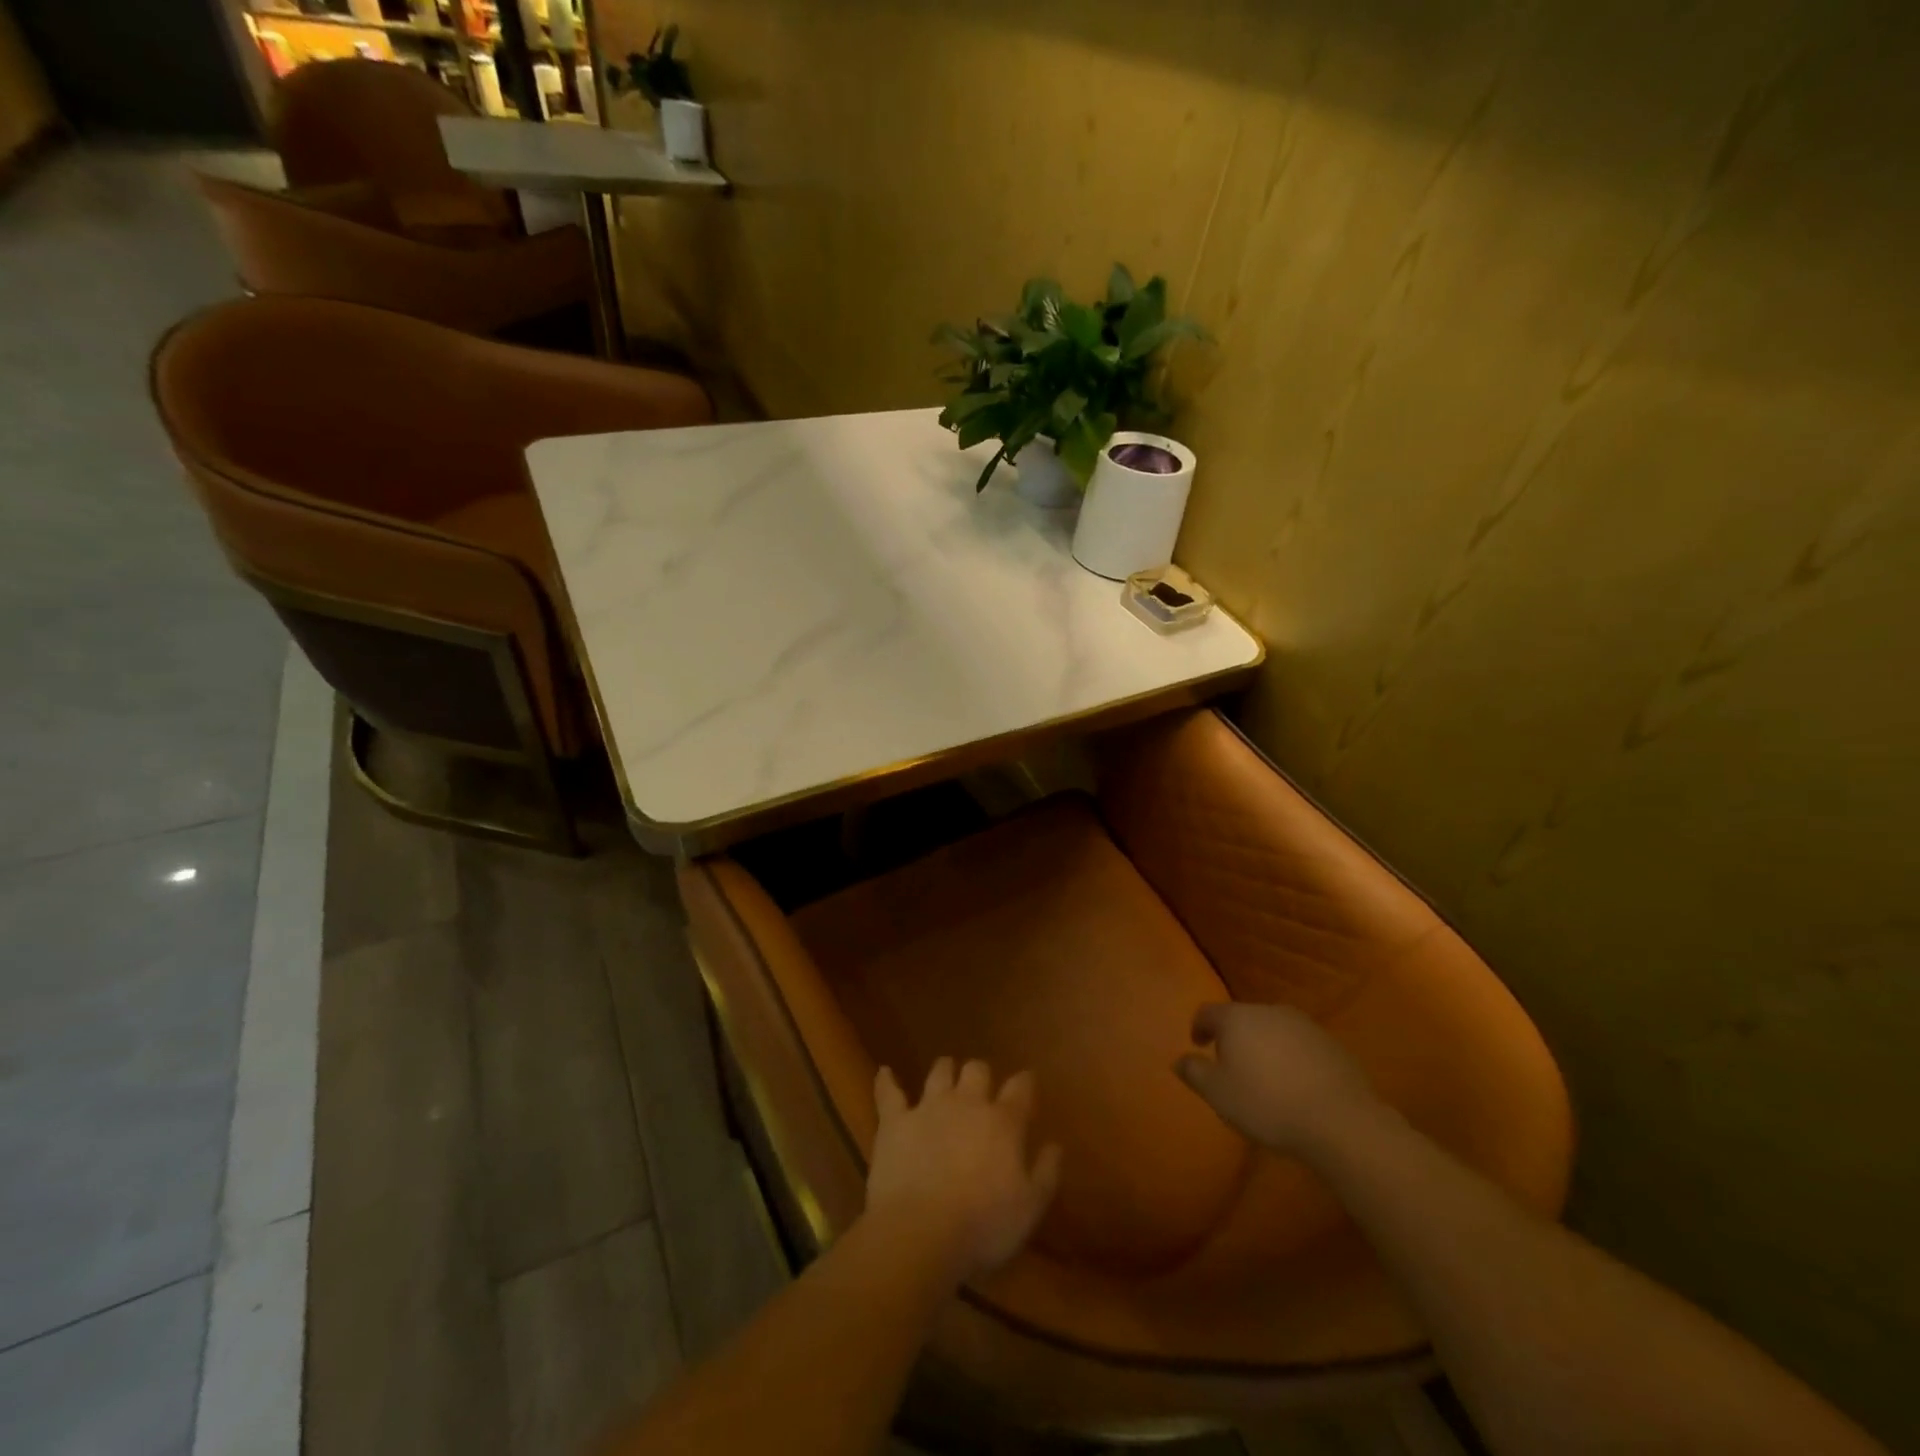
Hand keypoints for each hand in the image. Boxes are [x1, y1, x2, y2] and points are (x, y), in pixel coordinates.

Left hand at [866, 1058, 1062, 1282]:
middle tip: (982, 1088)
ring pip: (939, 1072)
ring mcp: (928, 1107)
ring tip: (945, 1076)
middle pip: (977, 1070)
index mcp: (1003, 1121)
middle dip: (981, 1075)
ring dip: (945, 1071)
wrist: (921, 1232)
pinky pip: (888, 1092)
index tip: (1026, 1084)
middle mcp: (967, 1103)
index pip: (1020, 1087)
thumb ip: (1045, 1172)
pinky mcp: (895, 1121)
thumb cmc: (983, 1226)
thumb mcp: (1030, 1208)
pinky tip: (885, 1073)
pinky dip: (886, 1081)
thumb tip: (1055, 1144)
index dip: (1024, 1083)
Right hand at [1175, 1003, 1381, 1156]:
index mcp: (1237, 1018)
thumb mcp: (1218, 1094)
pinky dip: (1291, 1057)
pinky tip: (1296, 1084)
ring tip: (1265, 1076)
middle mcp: (1269, 1011)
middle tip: (1231, 1066)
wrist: (1340, 1121)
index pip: (1208, 1012)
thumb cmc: (1267, 1104)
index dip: (1198, 1027)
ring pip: (1273, 1029)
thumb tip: (1179, 1060)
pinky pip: (1300, 1044)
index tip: (1198, 1046)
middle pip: (1242, 1018)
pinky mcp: (1331, 1043)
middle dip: (1234, 1037)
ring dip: (1264, 1046)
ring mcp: (1304, 1025)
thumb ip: (1194, 1072)